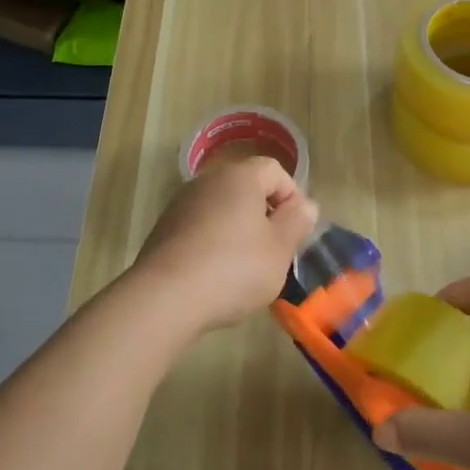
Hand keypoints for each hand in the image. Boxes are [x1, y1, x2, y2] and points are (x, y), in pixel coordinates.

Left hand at [131, 156, 318, 336]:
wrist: (164, 298)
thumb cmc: (233, 269)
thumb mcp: (280, 249)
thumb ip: (297, 222)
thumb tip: (305, 205)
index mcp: (240, 177)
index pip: (275, 170)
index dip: (292, 197)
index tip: (296, 231)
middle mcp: (208, 181)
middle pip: (246, 188)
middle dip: (265, 215)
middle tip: (275, 250)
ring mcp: (181, 204)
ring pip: (222, 209)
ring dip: (239, 230)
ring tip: (245, 268)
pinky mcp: (164, 230)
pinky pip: (200, 228)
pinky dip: (213, 244)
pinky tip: (216, 276)